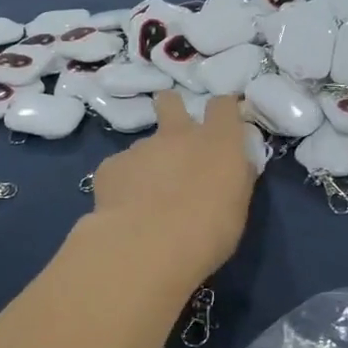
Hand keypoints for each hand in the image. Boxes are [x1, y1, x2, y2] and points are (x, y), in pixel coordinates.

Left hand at [87, 94, 254, 285]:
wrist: (147, 246)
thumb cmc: (207, 233)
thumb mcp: (235, 209)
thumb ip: (234, 180)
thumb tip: (233, 168)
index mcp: (217, 142)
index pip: (222, 106)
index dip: (221, 112)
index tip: (222, 125)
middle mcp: (178, 135)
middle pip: (171, 101)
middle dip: (171, 110)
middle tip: (174, 138)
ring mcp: (141, 148)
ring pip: (145, 145)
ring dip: (149, 162)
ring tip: (146, 198)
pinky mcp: (111, 166)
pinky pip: (120, 169)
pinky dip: (123, 184)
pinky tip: (124, 209)